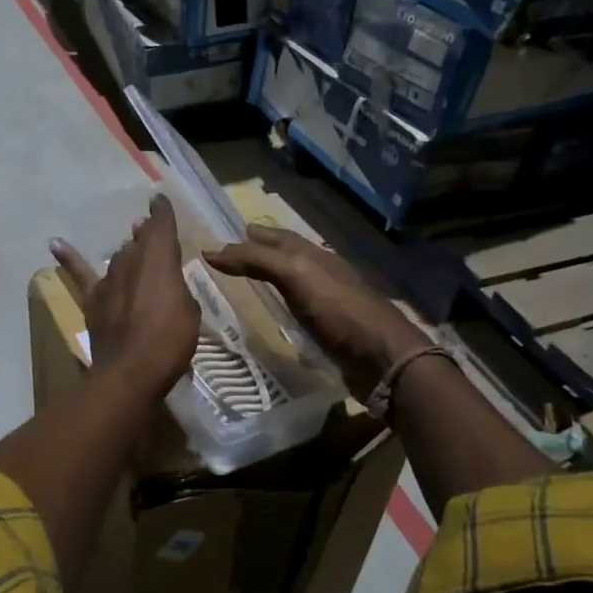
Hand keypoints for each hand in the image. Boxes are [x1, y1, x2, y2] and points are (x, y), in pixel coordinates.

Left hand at [51, 194, 199, 400]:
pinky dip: (67, 257)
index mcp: (160, 259)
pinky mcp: (93, 299)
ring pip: (118, 256)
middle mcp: (132, 261)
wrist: (130, 370)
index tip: (159, 200)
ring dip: (126, 250)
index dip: (162, 212)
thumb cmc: (170, 340)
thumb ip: (177, 290)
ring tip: (130, 242)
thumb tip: (165, 283)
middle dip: (146, 235)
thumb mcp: (189, 311)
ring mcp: (109, 279)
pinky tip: (54, 243)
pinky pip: (79, 273)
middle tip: (149, 230)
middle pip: (139, 242)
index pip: (162, 226)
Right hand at [205, 225, 425, 394]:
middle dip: (263, 252)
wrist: (381, 356)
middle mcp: (322, 273)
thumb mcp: (295, 275)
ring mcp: (328, 302)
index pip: (279, 237)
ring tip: (250, 281)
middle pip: (288, 257)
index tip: (228, 235)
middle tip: (234, 255)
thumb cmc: (338, 309)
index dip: (254, 236)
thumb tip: (211, 250)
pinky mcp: (330, 330)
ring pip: (294, 283)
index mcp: (315, 255)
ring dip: (273, 278)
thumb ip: (256, 260)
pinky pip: (299, 311)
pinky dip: (284, 306)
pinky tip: (276, 315)